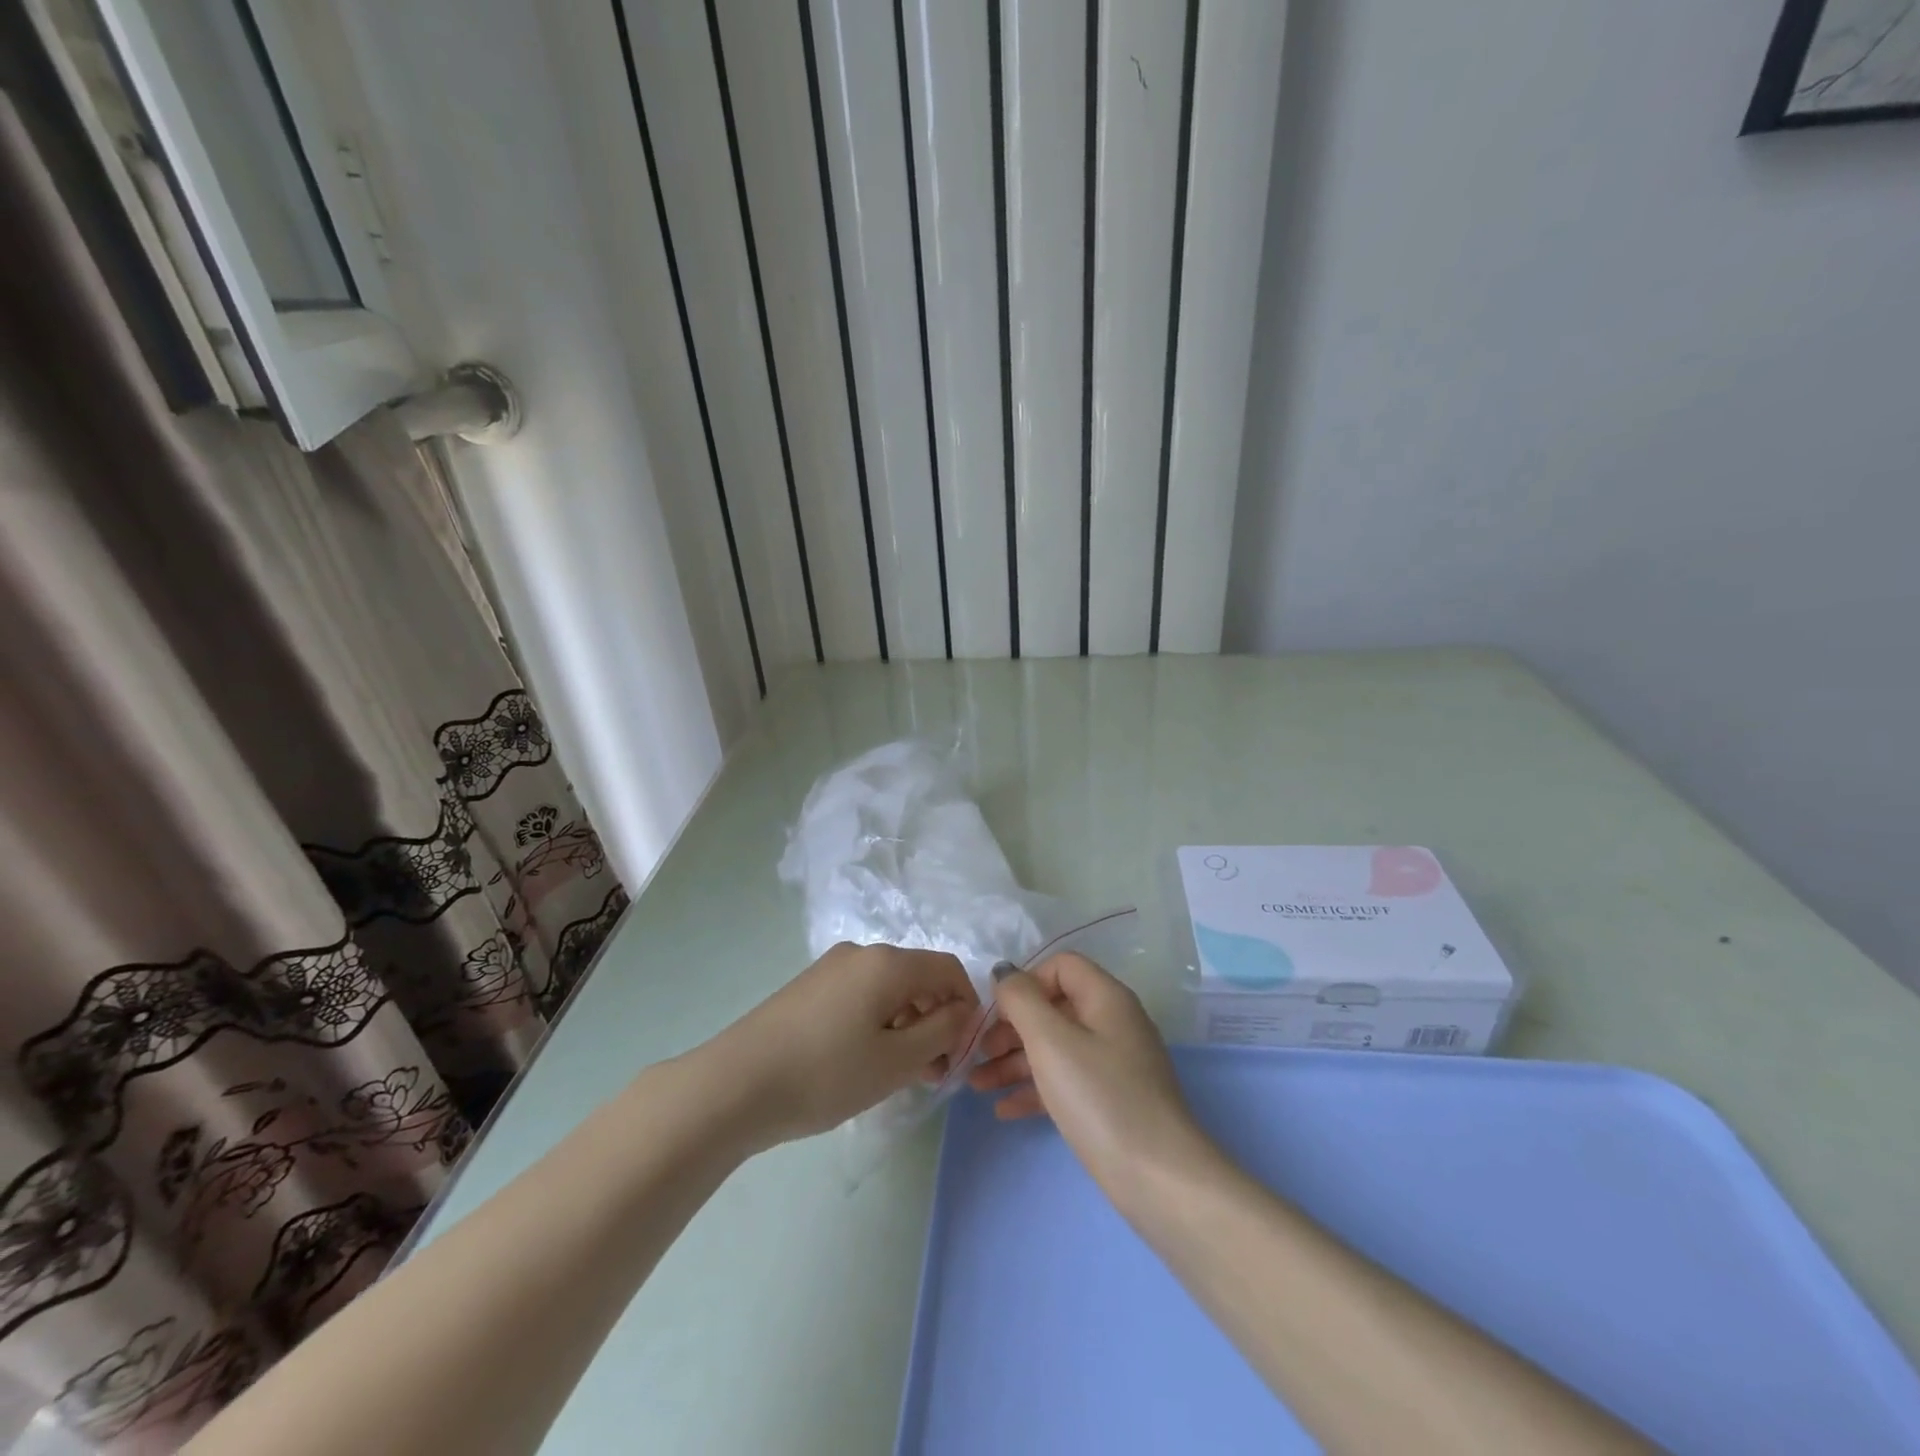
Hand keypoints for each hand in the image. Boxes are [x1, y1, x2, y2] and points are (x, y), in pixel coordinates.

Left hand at [713, 942, 978, 1148]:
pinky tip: (864, 1062)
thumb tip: (963, 1011)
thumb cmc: (826, 1073)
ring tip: (901, 1074)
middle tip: (934, 1072)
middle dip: (936, 1019)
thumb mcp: (896, 1061)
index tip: (964, 1050)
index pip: (949, 969)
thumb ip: (942, 1032)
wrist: (735, 1085)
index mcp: (888, 963)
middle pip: (918, 978)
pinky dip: (877, 1022)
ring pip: (888, 989)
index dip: (967, 1006)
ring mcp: (830, 968)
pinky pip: (860, 996)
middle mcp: (861, 953)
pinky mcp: (809, 988)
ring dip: (907, 1025)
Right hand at [968, 952, 1207, 1193]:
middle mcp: (1113, 1023)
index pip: (1060, 967)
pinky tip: (1004, 1109)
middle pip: (1054, 1008)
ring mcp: (1114, 1065)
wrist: (1159, 1179)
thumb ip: (1021, 1000)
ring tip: (977, 1085)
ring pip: (1056, 1048)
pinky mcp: (1112, 1102)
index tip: (996, 1014)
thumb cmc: (1100, 1098)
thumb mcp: (1051, 1042)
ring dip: (1014, 1061)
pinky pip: (1066, 1081)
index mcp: (1106, 998)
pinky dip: (1035, 1089)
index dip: (1025, 983)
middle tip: (978, 1053)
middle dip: (1011, 1027)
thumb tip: (1005, 972)